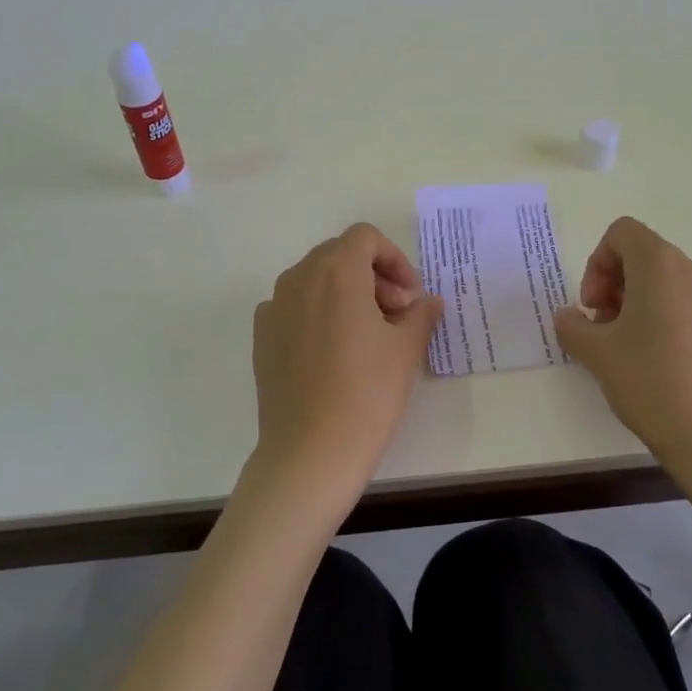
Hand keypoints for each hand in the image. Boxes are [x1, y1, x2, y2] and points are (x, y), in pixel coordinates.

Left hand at [250, 223, 442, 505]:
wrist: (310, 453)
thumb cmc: (367, 394)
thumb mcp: (406, 349)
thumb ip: (421, 313)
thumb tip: (428, 301)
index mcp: (335, 271)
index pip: (365, 237)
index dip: (394, 259)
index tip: (410, 296)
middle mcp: (298, 278)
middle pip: (339, 254)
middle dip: (373, 274)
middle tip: (397, 313)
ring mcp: (274, 307)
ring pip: (316, 279)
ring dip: (347, 291)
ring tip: (369, 333)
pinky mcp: (262, 336)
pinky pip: (295, 306)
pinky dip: (319, 312)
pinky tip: (335, 351)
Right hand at [553, 217, 691, 480]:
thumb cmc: (650, 382)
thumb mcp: (596, 353)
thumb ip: (571, 325)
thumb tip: (568, 317)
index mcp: (661, 263)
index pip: (622, 233)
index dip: (596, 263)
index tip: (593, 306)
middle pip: (642, 255)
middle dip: (613, 284)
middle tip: (601, 327)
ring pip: (664, 281)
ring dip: (635, 301)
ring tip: (624, 346)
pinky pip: (685, 302)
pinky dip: (661, 316)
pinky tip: (653, 359)